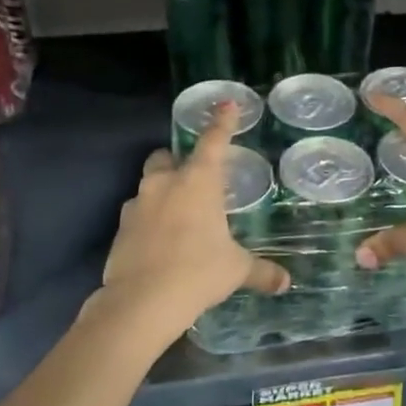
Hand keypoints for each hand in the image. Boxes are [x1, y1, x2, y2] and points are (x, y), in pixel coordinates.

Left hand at [100, 104, 289, 334]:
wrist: (141, 301)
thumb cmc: (198, 273)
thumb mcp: (236, 270)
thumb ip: (261, 271)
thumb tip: (285, 282)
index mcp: (198, 182)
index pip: (213, 142)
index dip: (222, 122)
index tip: (226, 104)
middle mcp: (164, 184)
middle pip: (166, 157)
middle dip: (177, 162)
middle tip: (194, 181)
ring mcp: (137, 204)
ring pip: (148, 185)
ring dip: (162, 192)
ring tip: (178, 217)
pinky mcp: (120, 228)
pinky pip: (137, 214)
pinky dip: (149, 220)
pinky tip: (160, 242)